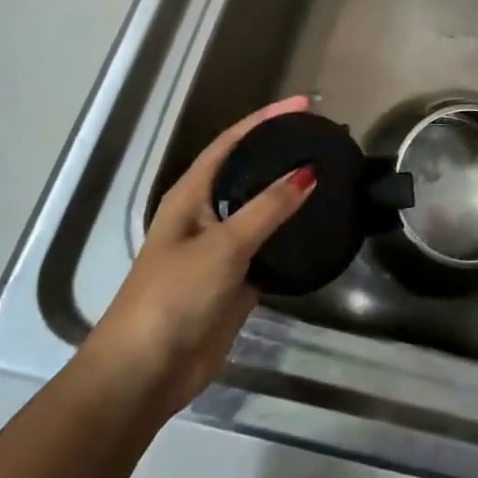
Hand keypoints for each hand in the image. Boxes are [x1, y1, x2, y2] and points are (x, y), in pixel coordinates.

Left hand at [82, 96, 314, 416]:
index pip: (232, 143)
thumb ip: (267, 208)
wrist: (146, 372)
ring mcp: (222, 248)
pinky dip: (294, 234)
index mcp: (191, 195)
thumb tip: (308, 172)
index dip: (265, 120)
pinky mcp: (237, 279)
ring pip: (263, 210)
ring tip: (331, 175)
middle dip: (281, 152)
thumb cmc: (174, 296)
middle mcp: (206, 214)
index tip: (304, 105)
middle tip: (323, 138)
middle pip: (248, 172)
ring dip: (291, 193)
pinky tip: (322, 226)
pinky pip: (271, 246)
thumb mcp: (222, 246)